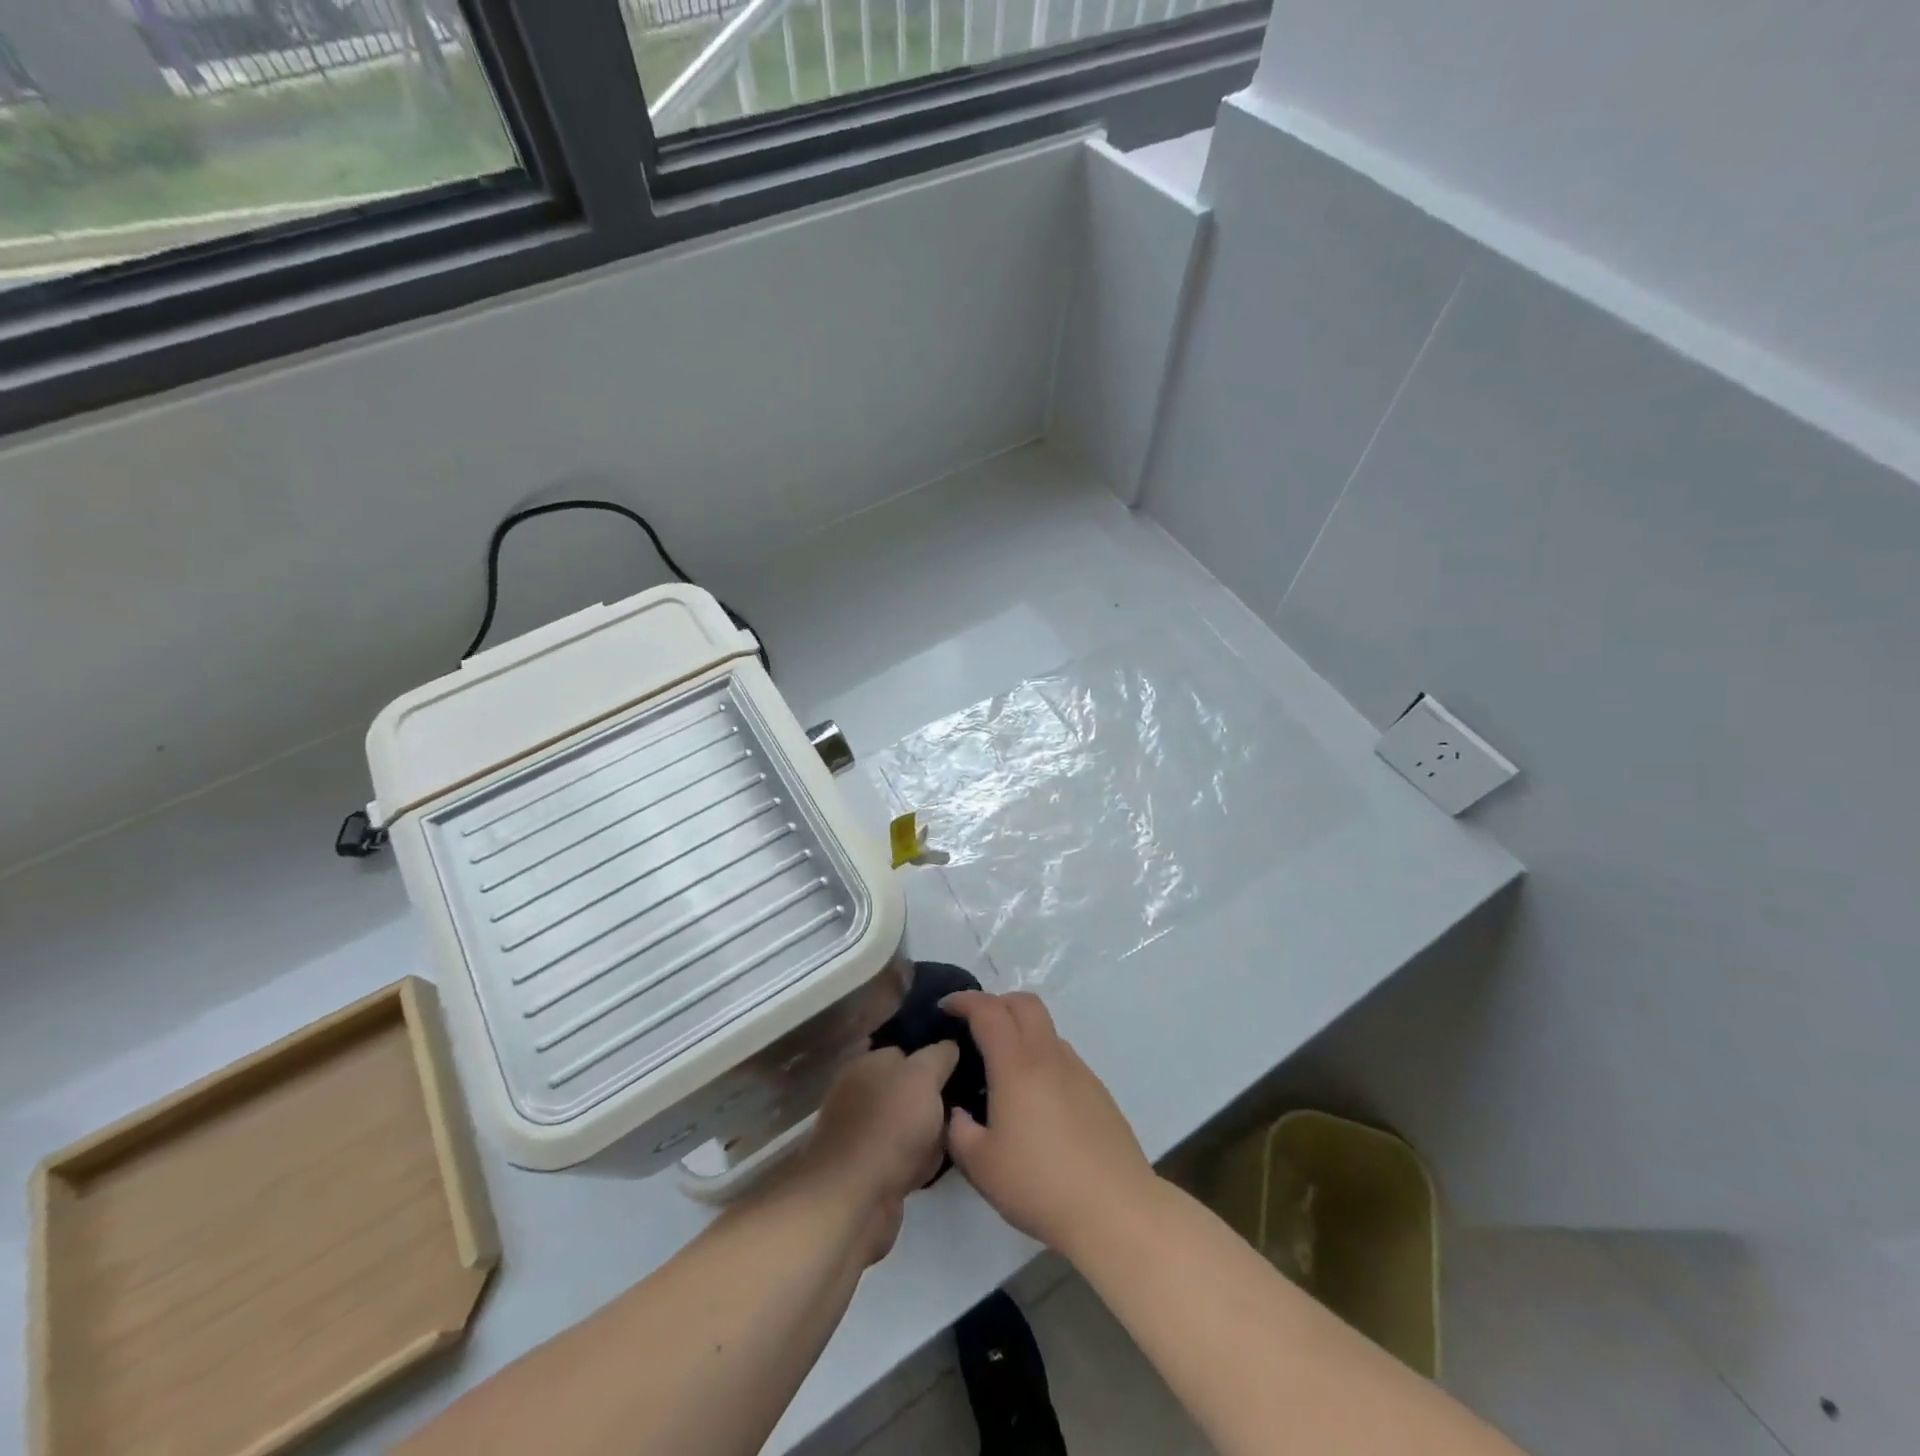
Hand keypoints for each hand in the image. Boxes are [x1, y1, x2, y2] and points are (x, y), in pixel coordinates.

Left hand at [797, 1042, 958, 1263]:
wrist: (855, 1199)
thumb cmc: (890, 1125)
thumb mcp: (923, 1076)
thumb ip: (939, 1056)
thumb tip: (950, 1046)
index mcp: (865, 1063)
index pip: (905, 1050)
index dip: (933, 1058)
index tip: (961, 1068)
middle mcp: (859, 1093)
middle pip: (908, 1089)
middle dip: (934, 1100)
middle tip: (962, 1107)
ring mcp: (861, 1133)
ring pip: (908, 1125)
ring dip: (929, 1134)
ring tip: (953, 1139)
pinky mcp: (867, 1169)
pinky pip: (902, 1157)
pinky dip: (917, 1162)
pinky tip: (932, 1167)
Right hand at [940, 991, 1154, 1256]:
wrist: (1114, 1209)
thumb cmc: (1039, 1184)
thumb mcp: (980, 1165)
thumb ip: (959, 1131)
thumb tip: (958, 1113)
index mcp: (1016, 1064)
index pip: (988, 1011)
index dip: (964, 1001)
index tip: (945, 1008)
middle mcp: (1049, 1055)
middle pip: (1024, 1003)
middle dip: (996, 1003)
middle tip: (974, 1026)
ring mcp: (1078, 1070)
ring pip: (1046, 1030)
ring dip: (1021, 1032)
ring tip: (1002, 1069)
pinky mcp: (1098, 1091)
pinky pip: (1062, 1058)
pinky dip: (1041, 1059)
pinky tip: (1034, 1100)